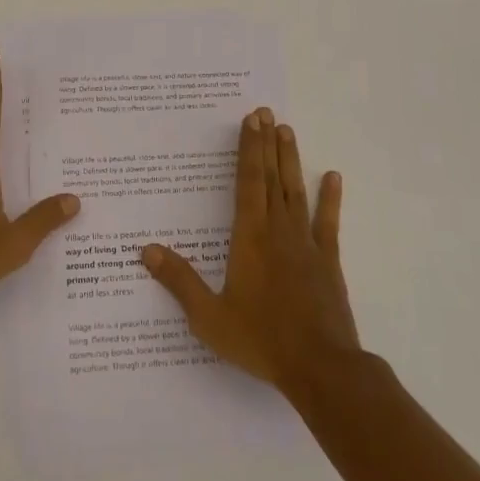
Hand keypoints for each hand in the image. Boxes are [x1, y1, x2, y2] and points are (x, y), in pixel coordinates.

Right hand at [141, 108, 359, 398]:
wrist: (321, 368)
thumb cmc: (260, 339)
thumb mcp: (209, 317)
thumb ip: (179, 281)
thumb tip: (146, 251)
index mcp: (249, 238)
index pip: (248, 182)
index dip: (249, 149)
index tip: (251, 120)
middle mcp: (278, 231)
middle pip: (272, 178)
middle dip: (267, 143)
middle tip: (266, 112)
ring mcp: (306, 244)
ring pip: (296, 191)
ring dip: (291, 160)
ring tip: (287, 130)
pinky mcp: (328, 261)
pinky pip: (328, 223)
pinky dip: (330, 199)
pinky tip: (333, 176)